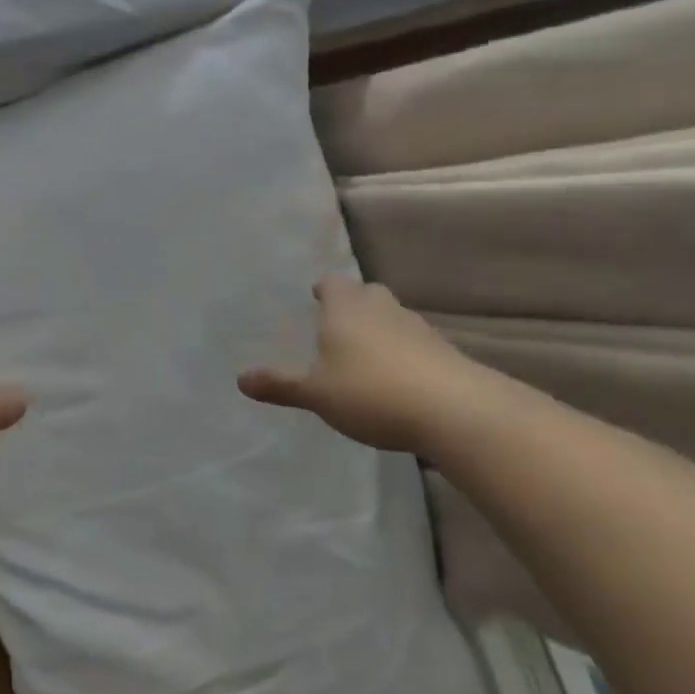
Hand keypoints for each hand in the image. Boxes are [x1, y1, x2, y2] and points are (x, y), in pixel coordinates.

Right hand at [239, 277, 487, 450]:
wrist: (454, 410)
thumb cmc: (370, 392)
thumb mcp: (316, 394)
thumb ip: (280, 385)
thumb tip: (240, 380)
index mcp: (346, 309)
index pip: (333, 283)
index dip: (325, 290)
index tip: (317, 298)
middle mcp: (381, 308)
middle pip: (367, 294)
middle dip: (354, 305)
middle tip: (339, 326)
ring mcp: (418, 327)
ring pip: (393, 317)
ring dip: (381, 329)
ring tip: (367, 357)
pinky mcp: (444, 352)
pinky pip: (416, 343)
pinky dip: (405, 353)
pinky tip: (398, 380)